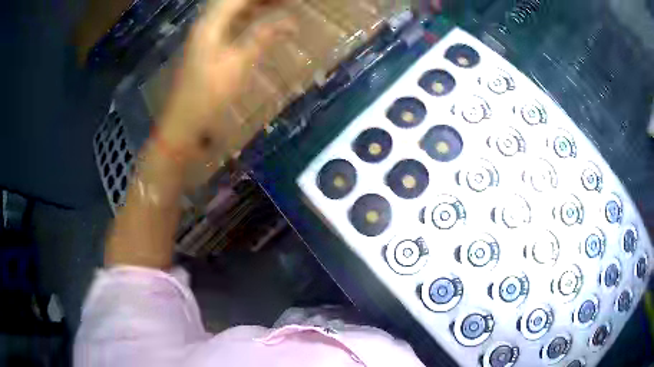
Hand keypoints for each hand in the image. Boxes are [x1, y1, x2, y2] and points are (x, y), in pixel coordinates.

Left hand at [159, 0, 294, 165]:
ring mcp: (205, 34)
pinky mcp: (206, 45)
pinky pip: (229, 22)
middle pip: (234, 1)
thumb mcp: (238, 64)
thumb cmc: (208, 95)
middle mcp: (206, 23)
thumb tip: (291, 23)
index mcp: (211, 23)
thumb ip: (262, 37)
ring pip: (232, 10)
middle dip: (260, 0)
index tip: (289, 1)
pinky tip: (260, 21)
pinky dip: (247, 18)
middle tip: (286, 4)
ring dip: (255, 6)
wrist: (183, 122)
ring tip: (278, 7)